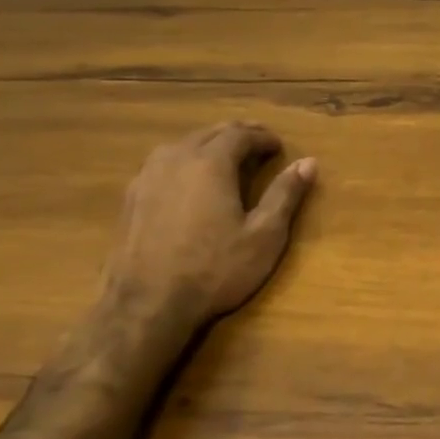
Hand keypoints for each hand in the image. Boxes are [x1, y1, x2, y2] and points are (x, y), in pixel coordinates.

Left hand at [100, 122, 317, 327]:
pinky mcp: (130, 198)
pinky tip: (190, 182)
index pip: (240, 134)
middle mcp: (175, 159)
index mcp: (210, 163)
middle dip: (237, 134)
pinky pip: (162, 164)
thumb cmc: (215, 269)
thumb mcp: (264, 235)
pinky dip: (184, 162)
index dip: (263, 137)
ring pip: (182, 145)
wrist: (146, 306)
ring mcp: (147, 177)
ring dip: (208, 145)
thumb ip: (285, 194)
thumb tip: (308, 162)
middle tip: (258, 145)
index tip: (279, 147)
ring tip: (226, 159)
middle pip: (209, 132)